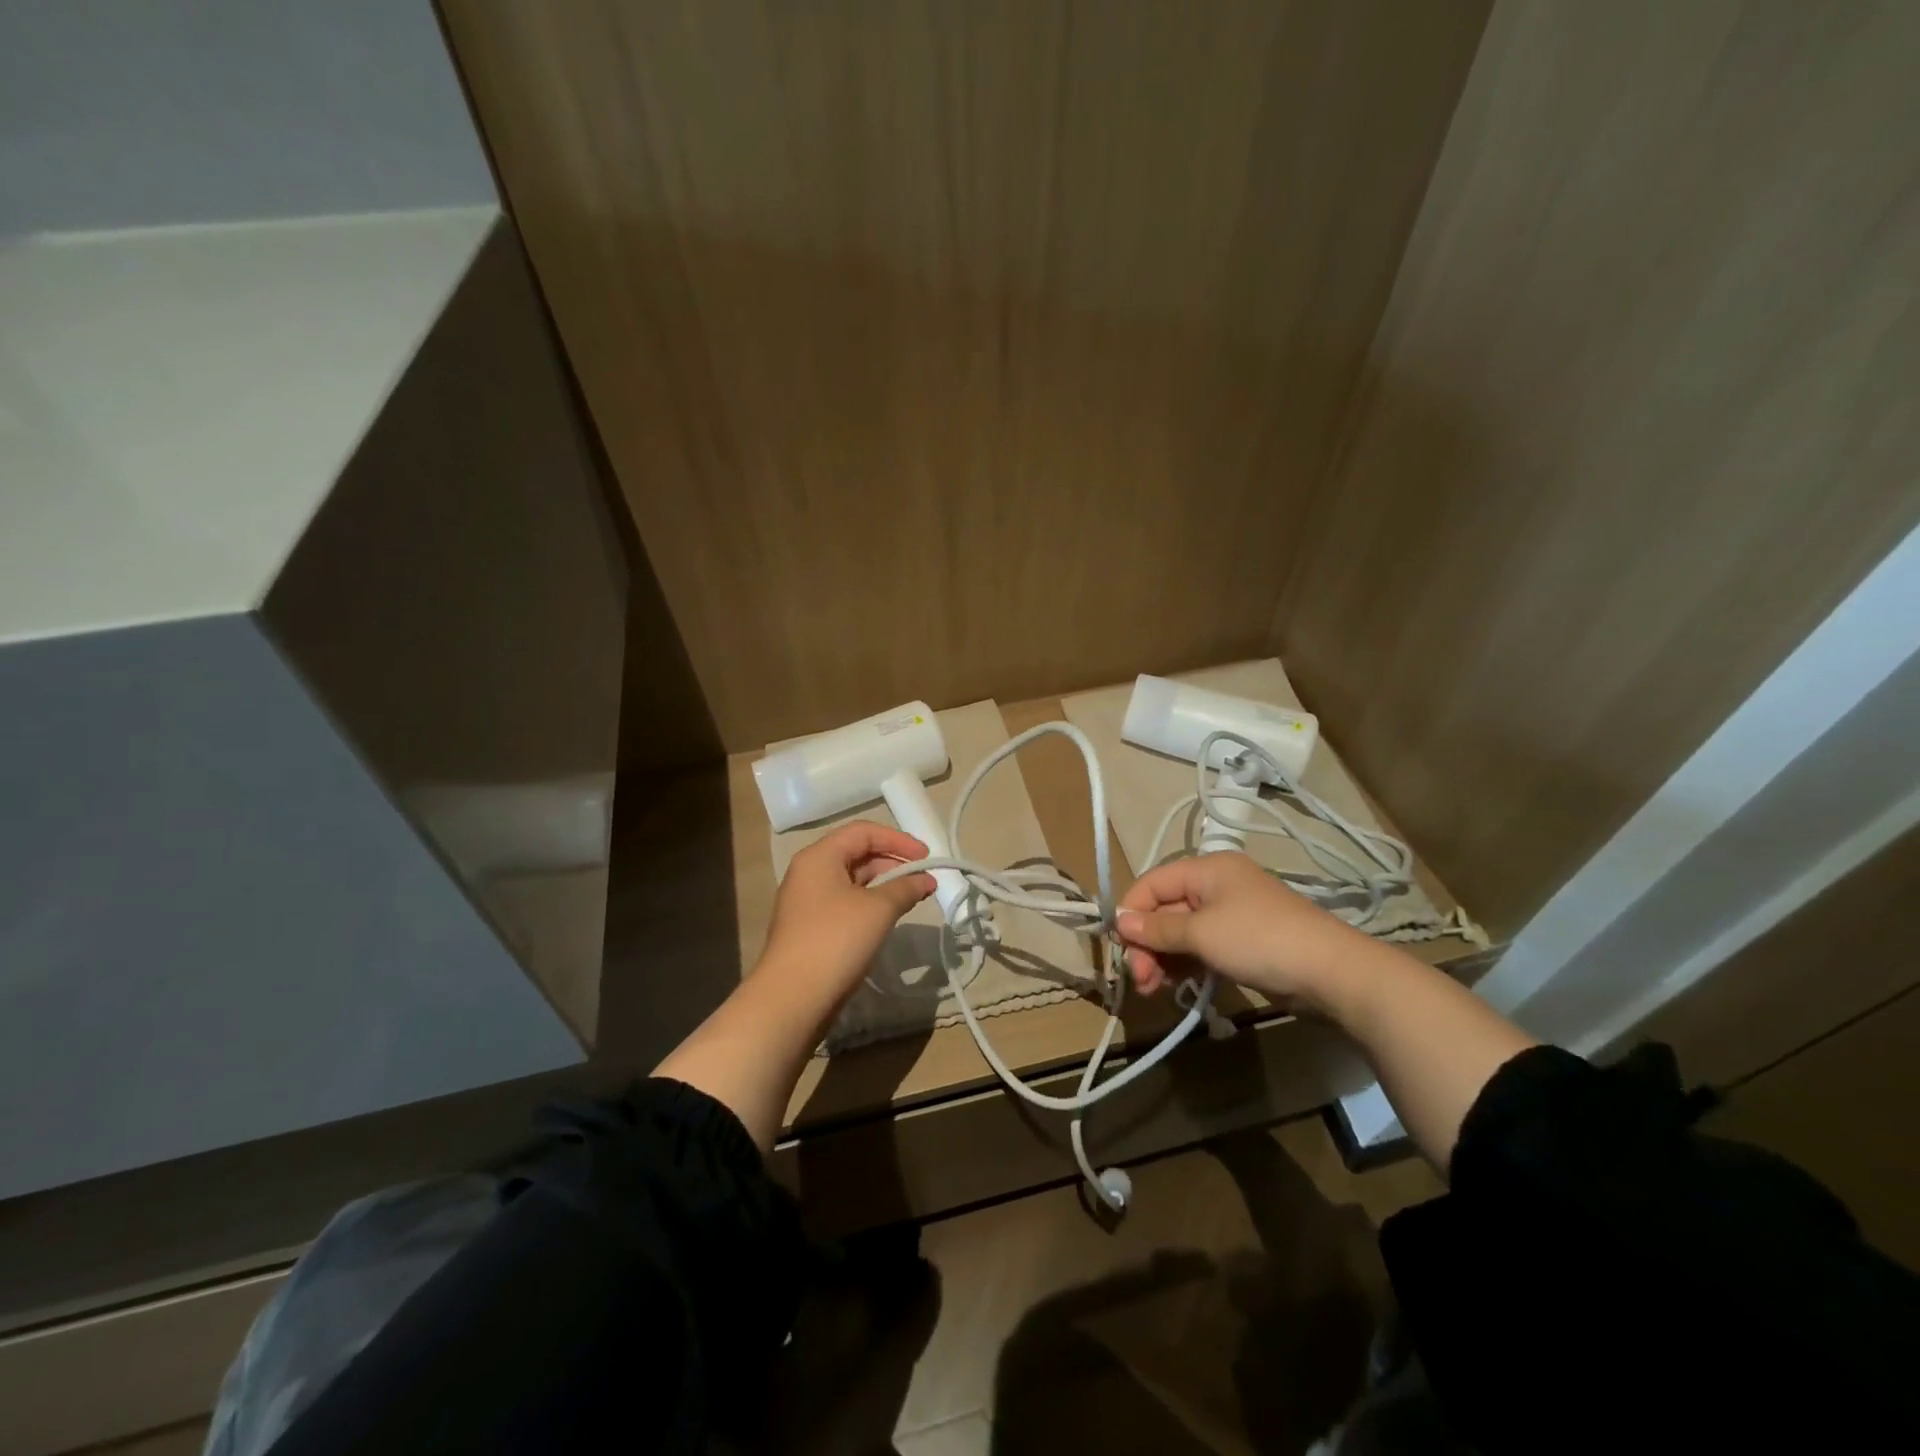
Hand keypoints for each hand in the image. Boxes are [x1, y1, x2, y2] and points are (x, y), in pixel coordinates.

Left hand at [758, 821, 935, 1001]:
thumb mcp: (878, 909)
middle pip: (857, 853)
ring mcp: (807, 901)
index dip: (898, 839)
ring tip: (914, 898)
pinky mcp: (811, 927)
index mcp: (819, 856)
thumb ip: (905, 887)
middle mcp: (809, 872)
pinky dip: (870, 903)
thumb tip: (926, 880)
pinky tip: (889, 917)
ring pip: (852, 880)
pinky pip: (846, 902)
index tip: (927, 856)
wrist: (793, 996)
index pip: (863, 832)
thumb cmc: (836, 940)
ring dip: (884, 884)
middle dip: (894, 862)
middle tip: (924, 879)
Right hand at [1115, 851, 1363, 1012]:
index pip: (1152, 882)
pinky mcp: (1242, 941)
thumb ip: (1158, 929)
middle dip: (1147, 942)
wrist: (1331, 972)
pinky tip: (1176, 984)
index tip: (1121, 948)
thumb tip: (1119, 922)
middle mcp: (1216, 885)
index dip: (1131, 912)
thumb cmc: (1259, 940)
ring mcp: (1231, 914)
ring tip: (1154, 988)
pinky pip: (1201, 946)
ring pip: (1181, 931)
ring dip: (1162, 957)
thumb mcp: (1202, 933)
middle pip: (1165, 908)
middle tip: (1140, 980)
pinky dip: (1185, 962)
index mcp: (1206, 869)